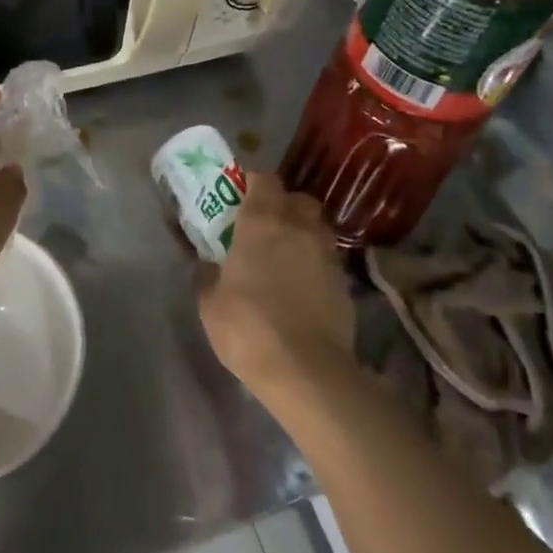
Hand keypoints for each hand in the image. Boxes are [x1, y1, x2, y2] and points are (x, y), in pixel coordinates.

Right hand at [198, 173, 356, 403]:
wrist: (307, 372)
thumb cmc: (249, 328)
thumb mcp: (211, 304)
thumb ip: (208, 276)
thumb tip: (208, 265)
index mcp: (261, 221)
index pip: (265, 180)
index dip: (254, 185)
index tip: (242, 199)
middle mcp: (298, 227)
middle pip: (298, 198)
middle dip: (285, 205)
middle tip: (266, 226)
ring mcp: (326, 254)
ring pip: (318, 226)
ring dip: (303, 232)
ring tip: (287, 254)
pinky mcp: (345, 283)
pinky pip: (328, 258)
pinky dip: (316, 262)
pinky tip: (303, 285)